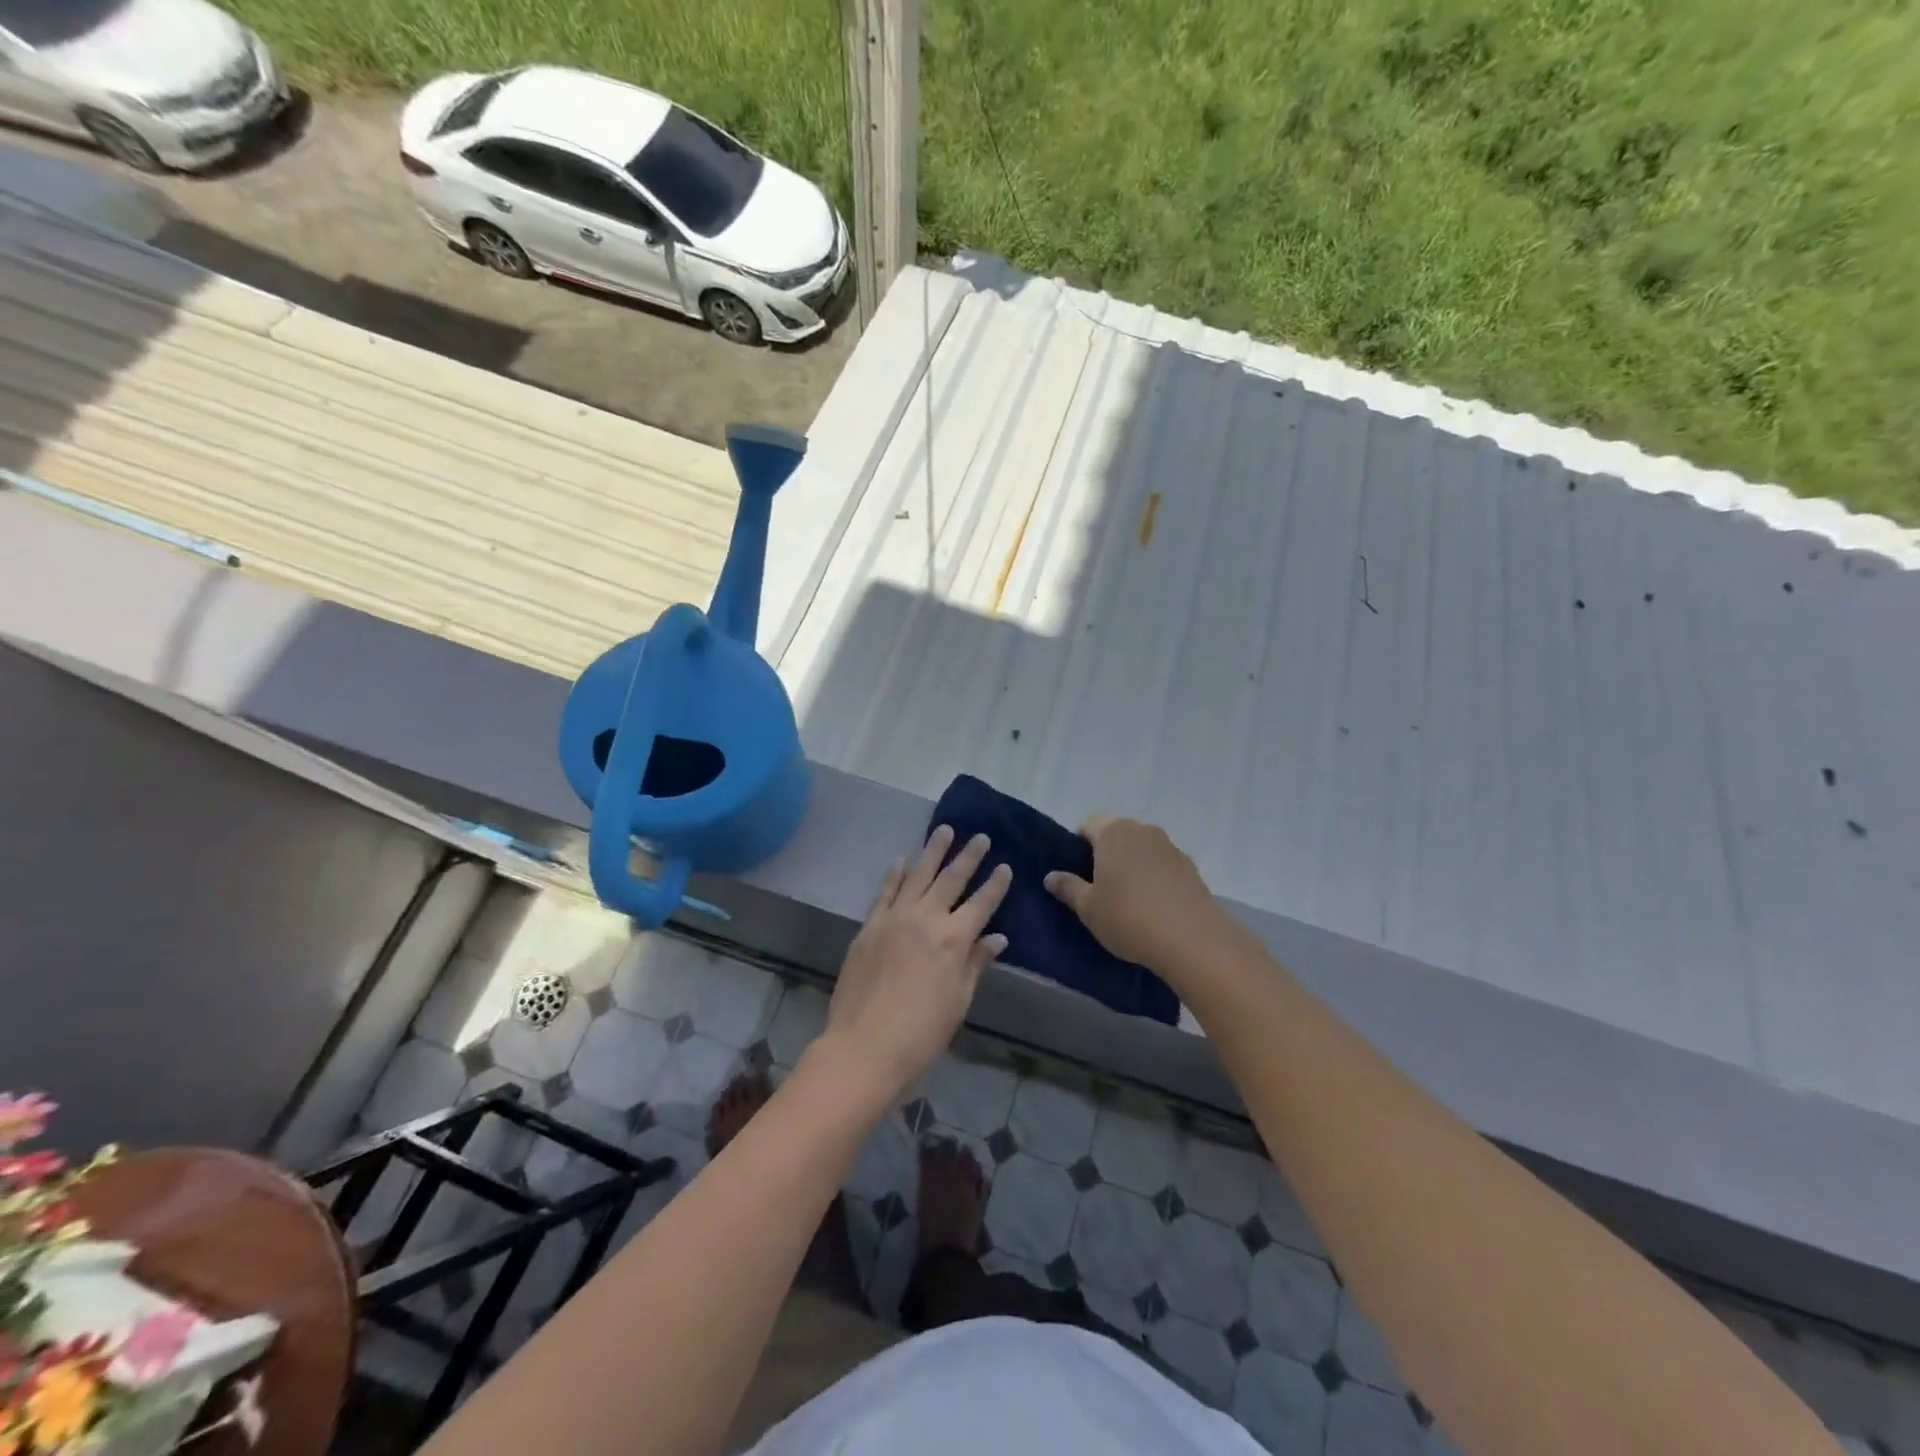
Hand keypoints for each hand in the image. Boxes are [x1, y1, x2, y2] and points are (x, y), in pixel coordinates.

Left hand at [818, 826, 1011, 1105]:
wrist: (864, 1046)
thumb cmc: (922, 1033)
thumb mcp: (958, 1001)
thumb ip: (976, 963)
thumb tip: (997, 938)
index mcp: (954, 940)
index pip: (981, 903)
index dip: (995, 884)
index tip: (1005, 866)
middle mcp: (925, 919)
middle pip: (951, 879)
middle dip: (968, 856)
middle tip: (979, 836)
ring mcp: (894, 919)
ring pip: (917, 875)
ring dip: (932, 851)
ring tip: (944, 830)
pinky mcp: (869, 926)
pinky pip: (885, 892)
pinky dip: (895, 874)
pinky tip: (902, 860)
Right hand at [1044, 816, 1236, 974]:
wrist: (1193, 939)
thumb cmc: (1128, 918)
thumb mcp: (1088, 908)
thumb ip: (1068, 887)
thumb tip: (1050, 876)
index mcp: (1113, 832)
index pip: (1088, 824)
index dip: (1078, 844)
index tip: (1076, 872)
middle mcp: (1142, 830)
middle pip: (1116, 833)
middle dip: (1106, 853)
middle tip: (1098, 886)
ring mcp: (1170, 846)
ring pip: (1141, 848)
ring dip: (1132, 864)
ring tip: (1127, 898)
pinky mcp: (1191, 866)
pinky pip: (1162, 864)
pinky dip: (1154, 876)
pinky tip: (1153, 905)